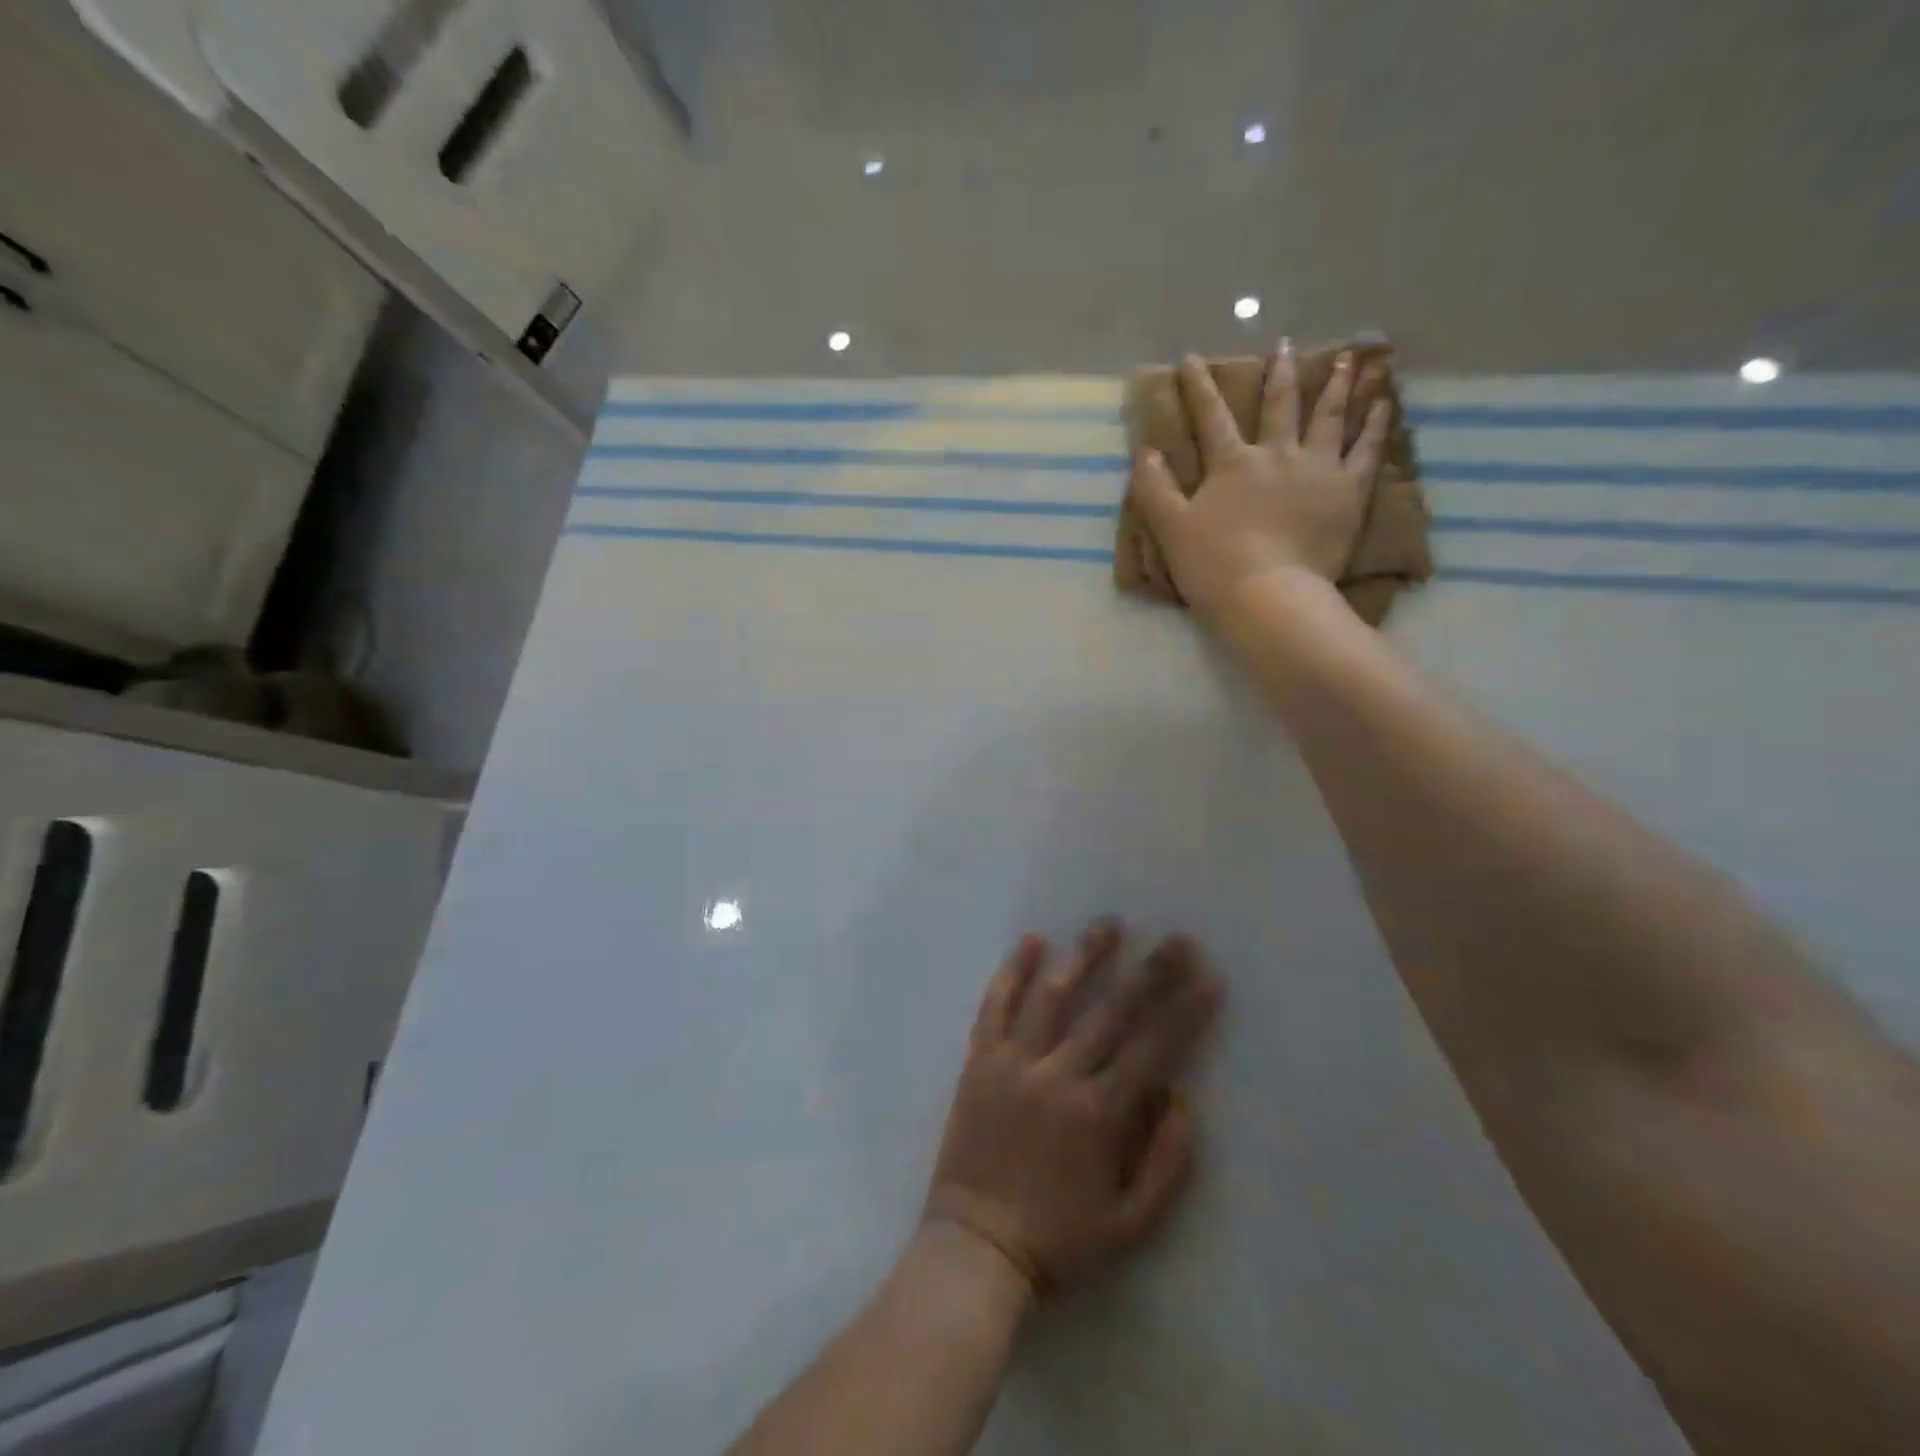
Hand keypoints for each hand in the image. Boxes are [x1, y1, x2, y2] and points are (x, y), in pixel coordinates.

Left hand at [923, 922, 1220, 1295]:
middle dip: (1149, 973)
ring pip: (1052, 996)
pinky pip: (995, 1007)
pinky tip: (1029, 942)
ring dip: (1083, 956)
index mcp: (1098, 1115)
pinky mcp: (978, 1061)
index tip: (1207, 976)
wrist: (975, 1250)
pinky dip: (1011, 972)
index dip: (1184, 1010)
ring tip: (1109, 925)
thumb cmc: (1058, 1242)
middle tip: (1176, 938)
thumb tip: (1181, 1099)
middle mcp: (1057, 1076)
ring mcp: (1013, 1063)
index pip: (1152, 1048)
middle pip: (1110, 1012)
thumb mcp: (1130, 1225)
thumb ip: (1165, 1163)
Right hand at [1129, 345, 1392, 622]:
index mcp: (1232, 464)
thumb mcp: (1171, 529)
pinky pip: (1368, 449)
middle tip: (1285, 344)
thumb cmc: (1214, 566)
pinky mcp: (1350, 491)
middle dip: (1279, 372)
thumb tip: (1144, 451)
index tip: (1191, 359)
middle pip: (1279, 405)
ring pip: (1329, 416)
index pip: (1212, 418)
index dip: (1199, 387)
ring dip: (1338, 383)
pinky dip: (1377, 423)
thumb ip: (1155, 489)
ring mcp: (1318, 469)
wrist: (1269, 596)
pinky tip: (1384, 402)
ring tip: (1350, 357)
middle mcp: (1277, 454)